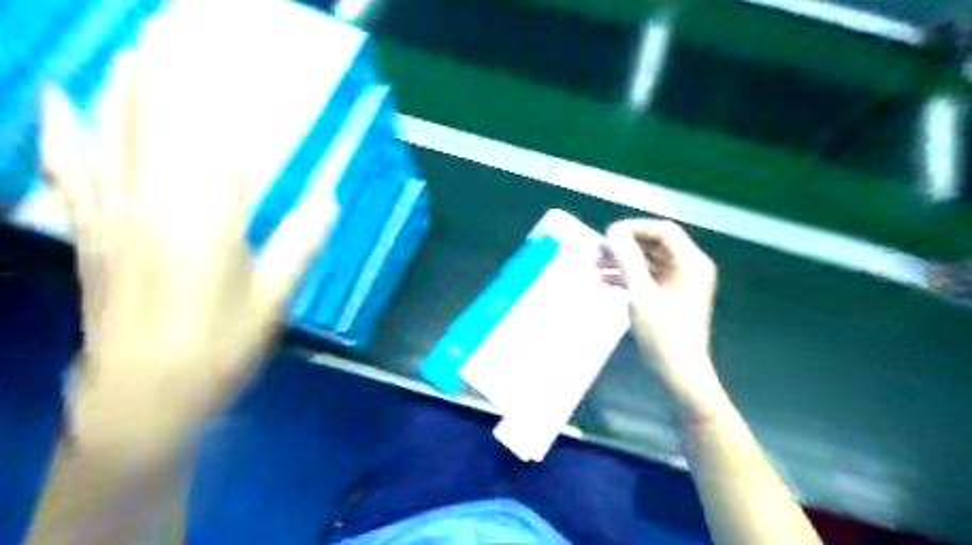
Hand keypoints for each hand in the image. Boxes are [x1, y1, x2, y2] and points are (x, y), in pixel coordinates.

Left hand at [41, 55, 337, 455]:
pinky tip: (57, 100)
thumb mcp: (273, 300)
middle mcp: (152, 204)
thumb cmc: (218, 348)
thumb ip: (300, 244)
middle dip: (167, 72)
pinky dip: (63, 132)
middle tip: (176, 28)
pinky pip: (71, 170)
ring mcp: (113, 216)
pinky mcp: (92, 235)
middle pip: (157, 124)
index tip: (217, 49)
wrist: (142, 397)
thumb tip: (330, 200)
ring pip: (112, 135)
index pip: (208, 137)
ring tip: (135, 49)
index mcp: (204, 219)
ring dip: (123, 88)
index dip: (210, 89)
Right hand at [601, 220, 728, 419]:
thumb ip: (627, 261)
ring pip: (650, 260)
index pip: (663, 230)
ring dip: (624, 261)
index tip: (608, 235)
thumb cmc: (663, 334)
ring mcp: (681, 282)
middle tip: (598, 250)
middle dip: (626, 245)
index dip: (634, 228)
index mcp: (690, 263)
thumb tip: (613, 233)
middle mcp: (689, 267)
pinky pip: (649, 276)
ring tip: (597, 265)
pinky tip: (607, 281)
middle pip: (655, 243)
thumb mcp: (641, 295)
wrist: (679, 373)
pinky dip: (629, 276)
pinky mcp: (672, 295)